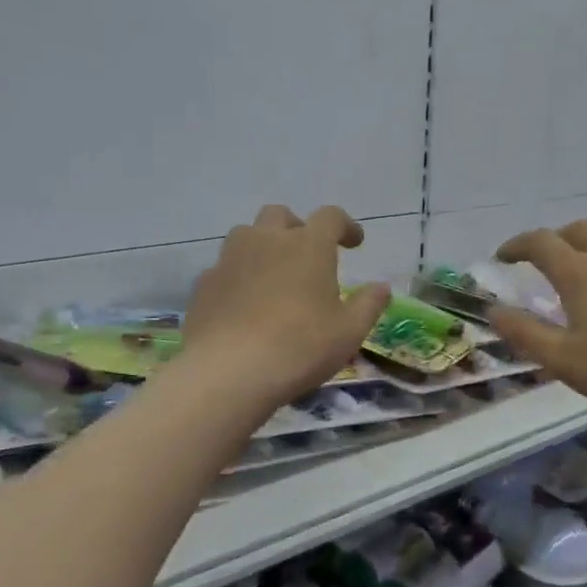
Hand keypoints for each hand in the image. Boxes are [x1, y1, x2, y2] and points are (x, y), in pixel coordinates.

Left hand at [183, 206, 391, 407]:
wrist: (229, 371)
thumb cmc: (300, 347)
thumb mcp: (349, 332)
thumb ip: (368, 304)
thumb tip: (382, 287)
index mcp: (308, 245)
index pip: (331, 217)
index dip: (345, 226)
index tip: (354, 243)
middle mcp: (266, 240)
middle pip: (280, 215)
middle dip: (296, 228)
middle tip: (306, 254)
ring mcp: (229, 259)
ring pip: (246, 235)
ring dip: (262, 246)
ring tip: (272, 276)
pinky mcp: (204, 284)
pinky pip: (224, 268)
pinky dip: (238, 277)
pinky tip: (243, 304)